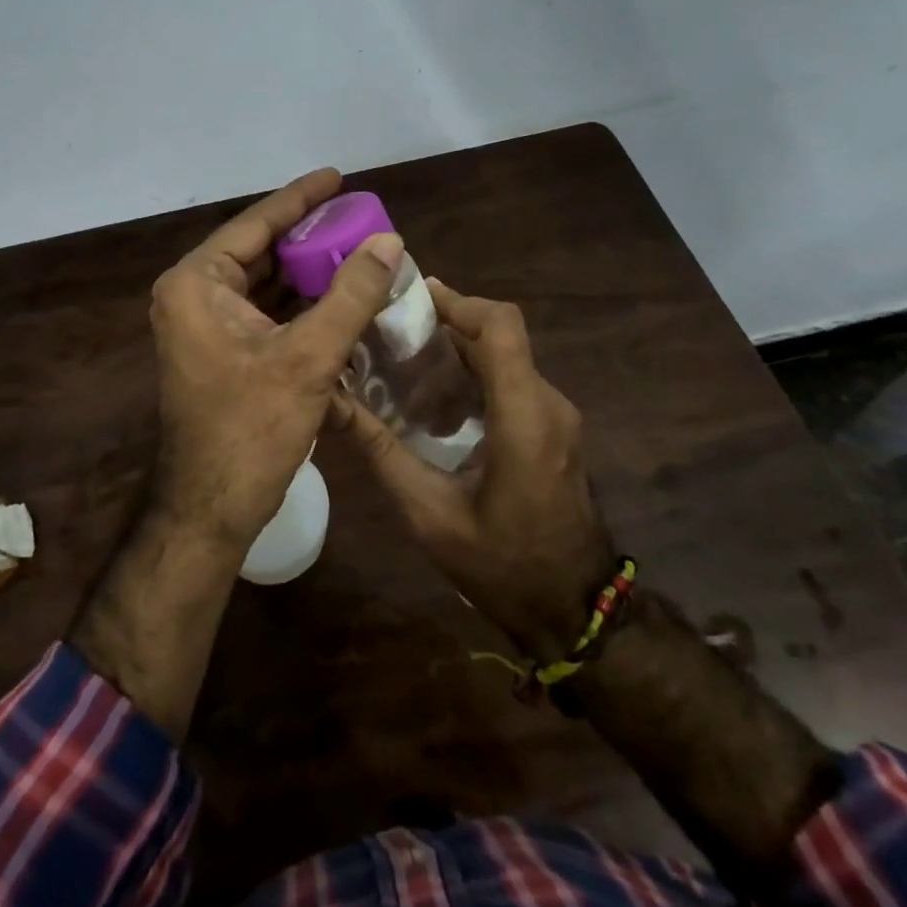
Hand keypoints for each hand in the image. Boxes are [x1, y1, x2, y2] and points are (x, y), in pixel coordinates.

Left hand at [149, 168, 405, 553]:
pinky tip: (340, 299)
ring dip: (309, 274)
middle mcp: (194, 296)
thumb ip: (351, 294)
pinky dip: (301, 307)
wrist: (212, 508)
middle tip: (359, 219)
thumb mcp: (309, 357)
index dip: (300, 198)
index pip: (255, 224)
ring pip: (266, 284)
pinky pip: (266, 314)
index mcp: (197, 284)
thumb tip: (389, 242)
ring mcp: (204, 326)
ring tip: (359, 253)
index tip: (338, 176)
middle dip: (310, 238)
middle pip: (261, 251)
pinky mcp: (221, 352)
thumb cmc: (251, 429)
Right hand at [333, 281, 613, 659]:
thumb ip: (381, 452)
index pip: (501, 327)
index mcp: (524, 416)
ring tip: (403, 356)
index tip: (411, 296)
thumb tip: (331, 404)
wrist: (574, 611)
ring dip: (459, 348)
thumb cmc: (502, 565)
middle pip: (501, 335)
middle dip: (448, 321)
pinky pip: (514, 381)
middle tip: (391, 327)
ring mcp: (557, 417)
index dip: (458, 301)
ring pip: (507, 356)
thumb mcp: (429, 513)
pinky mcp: (554, 430)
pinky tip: (434, 398)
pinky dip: (474, 373)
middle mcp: (548, 404)